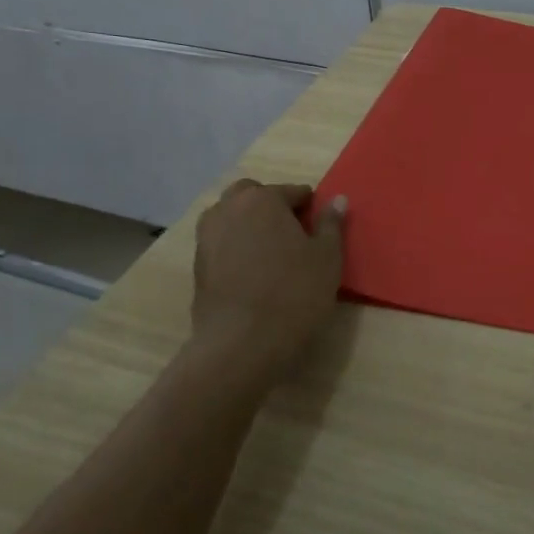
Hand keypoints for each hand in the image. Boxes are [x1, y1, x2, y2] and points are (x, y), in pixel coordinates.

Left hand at [191, 180, 346, 372]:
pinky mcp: (197, 264)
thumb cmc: (294, 292)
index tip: (318, 228)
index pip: (292, 191)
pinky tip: (252, 272)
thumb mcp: (327, 257)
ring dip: (249, 224)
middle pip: (252, 195)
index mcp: (262, 199)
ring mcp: (206, 236)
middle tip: (292, 234)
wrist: (241, 342)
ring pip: (231, 217)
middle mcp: (228, 209)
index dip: (309, 207)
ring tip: (270, 252)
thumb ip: (331, 224)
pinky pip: (220, 243)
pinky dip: (235, 247)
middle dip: (271, 206)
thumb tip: (336, 199)